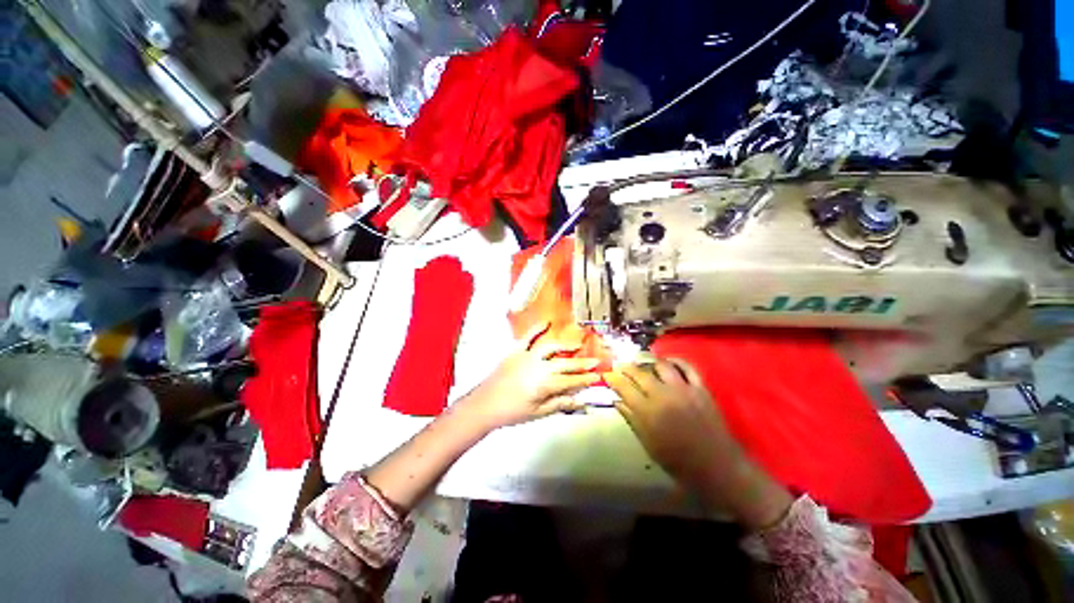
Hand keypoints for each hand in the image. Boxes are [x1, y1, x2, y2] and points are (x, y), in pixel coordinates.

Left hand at [461, 323, 601, 428]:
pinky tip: (546, 322)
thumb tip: (580, 400)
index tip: (597, 375)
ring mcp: (527, 356)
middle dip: (581, 363)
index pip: (571, 381)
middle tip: (595, 361)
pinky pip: (528, 337)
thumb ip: (559, 404)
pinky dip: (537, 328)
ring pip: (550, 348)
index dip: (585, 379)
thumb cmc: (512, 412)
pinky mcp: (516, 351)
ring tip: (577, 345)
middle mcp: (539, 366)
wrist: (484, 405)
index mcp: (545, 384)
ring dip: (565, 346)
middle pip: (564, 364)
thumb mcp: (538, 412)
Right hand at [604, 359, 792, 528]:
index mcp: (648, 412)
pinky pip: (688, 367)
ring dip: (648, 362)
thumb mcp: (649, 445)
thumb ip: (632, 420)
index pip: (624, 388)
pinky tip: (668, 361)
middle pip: (640, 373)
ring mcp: (683, 389)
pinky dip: (676, 361)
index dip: (613, 379)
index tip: (607, 374)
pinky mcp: (700, 388)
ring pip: (661, 365)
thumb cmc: (679, 462)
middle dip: (626, 367)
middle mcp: (663, 396)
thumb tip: (616, 401)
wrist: (718, 467)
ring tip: (642, 363)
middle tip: (620, 366)